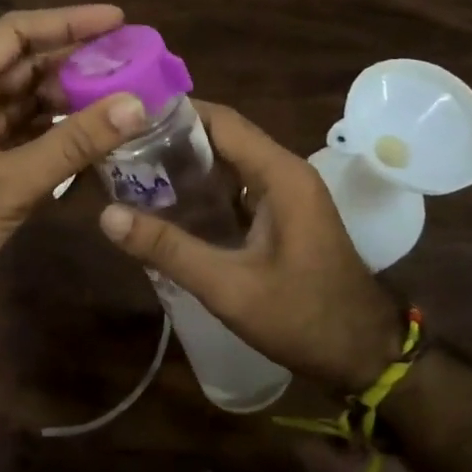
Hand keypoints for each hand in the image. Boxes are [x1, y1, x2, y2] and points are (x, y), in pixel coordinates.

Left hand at [0, 5, 149, 324]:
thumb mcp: (9, 182)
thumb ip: (73, 143)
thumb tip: (136, 104)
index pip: (14, 34)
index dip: (66, 22)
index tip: (117, 19)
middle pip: (26, 66)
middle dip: (77, 61)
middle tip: (132, 58)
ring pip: (32, 102)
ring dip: (74, 98)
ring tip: (126, 93)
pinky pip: (32, 136)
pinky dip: (63, 134)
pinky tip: (101, 135)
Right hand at [96, 101, 404, 393]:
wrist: (364, 356)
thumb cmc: (303, 317)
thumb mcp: (229, 287)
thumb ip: (169, 249)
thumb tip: (107, 215)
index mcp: (281, 175)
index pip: (222, 121)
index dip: (175, 115)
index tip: (126, 118)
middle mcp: (286, 173)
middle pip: (224, 138)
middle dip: (173, 140)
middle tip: (120, 149)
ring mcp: (287, 195)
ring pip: (230, 164)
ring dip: (187, 166)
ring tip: (133, 172)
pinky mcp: (284, 217)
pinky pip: (238, 189)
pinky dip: (204, 191)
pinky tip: (168, 207)